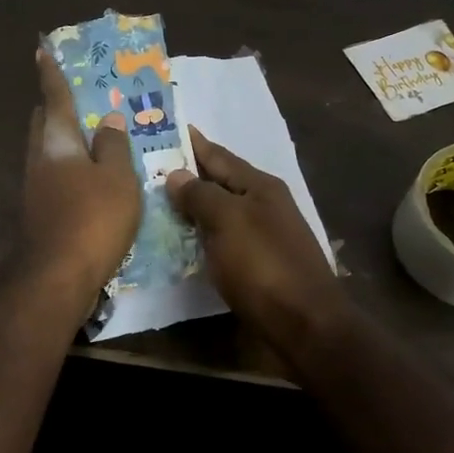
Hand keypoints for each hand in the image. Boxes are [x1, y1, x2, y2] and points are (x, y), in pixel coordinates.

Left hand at [22, 50, 141, 301]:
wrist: (56, 277)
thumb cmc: (92, 218)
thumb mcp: (117, 178)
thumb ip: (113, 146)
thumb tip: (107, 120)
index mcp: (58, 142)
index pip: (54, 98)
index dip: (51, 74)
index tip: (42, 51)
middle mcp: (39, 159)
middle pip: (44, 124)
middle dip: (55, 107)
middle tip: (78, 99)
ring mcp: (35, 188)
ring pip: (47, 151)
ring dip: (65, 140)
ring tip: (92, 138)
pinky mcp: (39, 211)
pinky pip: (54, 176)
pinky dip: (69, 167)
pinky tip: (88, 180)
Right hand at [166, 128, 351, 350]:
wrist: (304, 325)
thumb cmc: (263, 265)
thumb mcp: (228, 221)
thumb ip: (200, 194)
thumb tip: (176, 174)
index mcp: (260, 186)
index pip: (218, 155)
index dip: (192, 143)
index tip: (165, 127)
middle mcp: (263, 206)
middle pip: (219, 183)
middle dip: (188, 174)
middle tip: (149, 167)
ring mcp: (262, 237)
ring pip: (219, 213)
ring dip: (192, 207)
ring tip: (156, 201)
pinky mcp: (257, 266)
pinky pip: (221, 240)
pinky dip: (200, 236)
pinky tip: (179, 240)